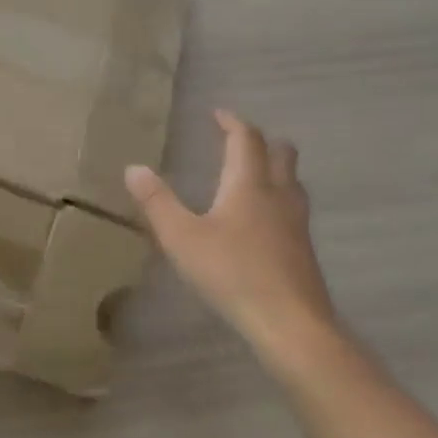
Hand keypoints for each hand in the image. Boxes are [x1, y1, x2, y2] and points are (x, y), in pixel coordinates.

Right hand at [125, 111, 337, 357]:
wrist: (290, 322)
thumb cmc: (231, 272)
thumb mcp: (181, 237)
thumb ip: (157, 202)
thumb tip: (133, 168)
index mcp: (248, 185)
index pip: (246, 139)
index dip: (232, 122)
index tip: (218, 114)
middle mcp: (278, 195)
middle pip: (281, 153)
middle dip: (260, 140)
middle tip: (237, 140)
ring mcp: (296, 223)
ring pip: (292, 181)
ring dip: (273, 168)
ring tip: (250, 174)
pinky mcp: (303, 249)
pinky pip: (293, 207)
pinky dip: (277, 197)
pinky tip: (261, 220)